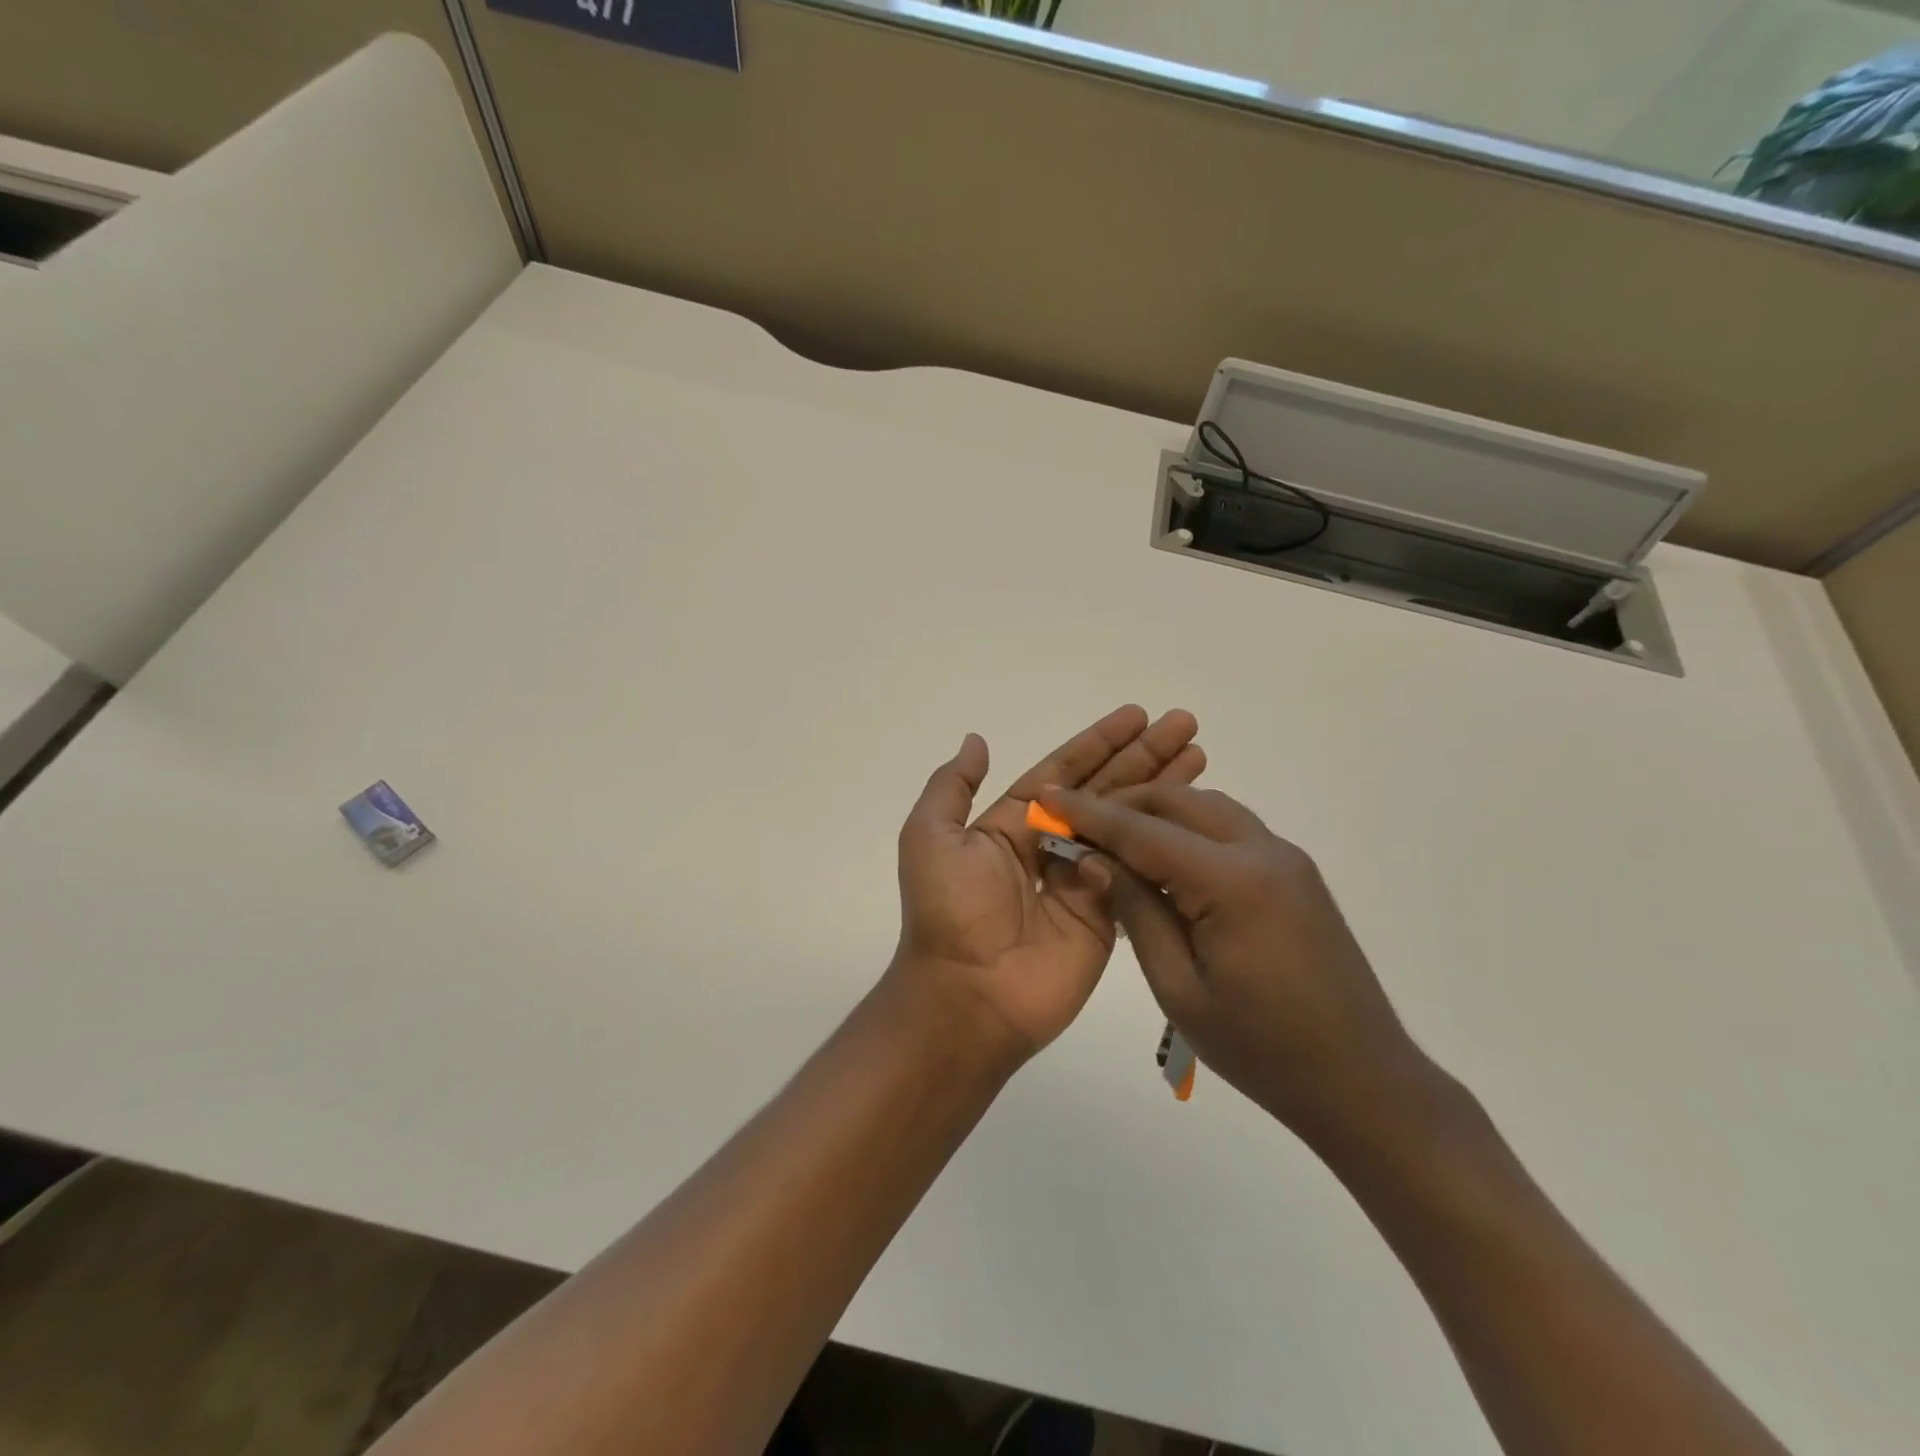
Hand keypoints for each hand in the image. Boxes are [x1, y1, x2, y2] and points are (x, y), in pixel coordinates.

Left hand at [891, 706, 1204, 1064]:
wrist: (968, 994)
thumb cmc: (947, 909)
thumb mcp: (930, 836)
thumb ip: (952, 787)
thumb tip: (977, 741)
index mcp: (1014, 824)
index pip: (1065, 771)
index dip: (1100, 743)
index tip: (1138, 715)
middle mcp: (1052, 846)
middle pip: (1106, 790)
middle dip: (1144, 756)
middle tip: (1185, 724)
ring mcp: (1084, 881)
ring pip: (1129, 825)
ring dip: (1163, 791)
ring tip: (1201, 756)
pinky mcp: (1108, 916)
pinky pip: (1138, 871)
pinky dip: (1165, 844)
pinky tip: (1196, 816)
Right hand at [1044, 781, 1423, 1144]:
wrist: (1362, 1081)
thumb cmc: (1261, 1048)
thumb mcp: (1179, 987)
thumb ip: (1137, 911)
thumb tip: (1094, 859)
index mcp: (1232, 881)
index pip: (1143, 830)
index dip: (1089, 813)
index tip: (1047, 797)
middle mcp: (1263, 852)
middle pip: (1179, 802)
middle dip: (1124, 804)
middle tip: (1078, 824)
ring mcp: (1287, 859)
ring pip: (1208, 809)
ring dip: (1158, 813)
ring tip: (1115, 840)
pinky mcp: (1296, 874)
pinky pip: (1231, 830)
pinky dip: (1190, 830)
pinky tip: (1166, 861)